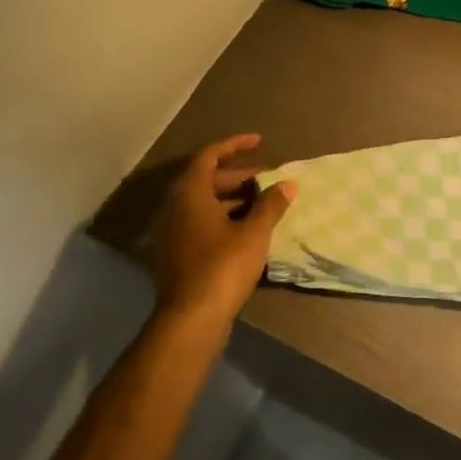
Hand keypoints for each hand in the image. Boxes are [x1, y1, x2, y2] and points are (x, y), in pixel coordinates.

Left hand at [148, 134, 296, 324]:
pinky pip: (200, 222)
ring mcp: (172, 231)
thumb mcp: (254, 233)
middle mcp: (175, 207)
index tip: (260, 141)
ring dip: (232, 198)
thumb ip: (271, 205)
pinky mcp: (176, 252)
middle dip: (238, 175)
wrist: (191, 318)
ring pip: (204, 203)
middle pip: (206, 179)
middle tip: (268, 178)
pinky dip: (223, 217)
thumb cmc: (223, 266)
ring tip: (263, 203)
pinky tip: (248, 229)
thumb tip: (288, 183)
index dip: (235, 145)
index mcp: (189, 193)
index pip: (209, 155)